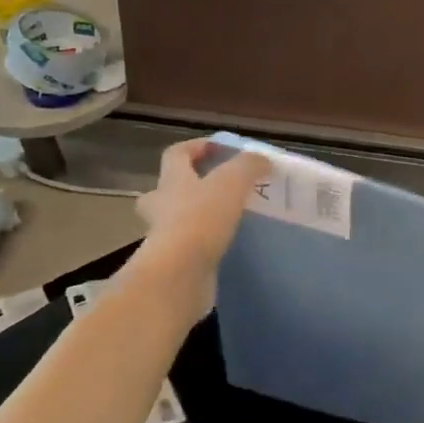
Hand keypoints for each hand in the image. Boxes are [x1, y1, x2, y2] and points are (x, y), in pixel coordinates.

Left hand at [132, 140, 269, 321]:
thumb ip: (248, 166)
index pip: (177, 154)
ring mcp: (163, 238)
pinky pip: (188, 248)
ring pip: (175, 220)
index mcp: (172, 181)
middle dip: (185, 186)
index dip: (197, 146)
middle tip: (212, 188)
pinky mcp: (174, 264)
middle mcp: (161, 207)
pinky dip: (204, 244)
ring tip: (226, 218)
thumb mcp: (232, 182)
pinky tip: (226, 245)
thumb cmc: (200, 219)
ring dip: (195, 217)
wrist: (178, 275)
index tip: (221, 148)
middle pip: (165, 190)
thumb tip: (262, 160)